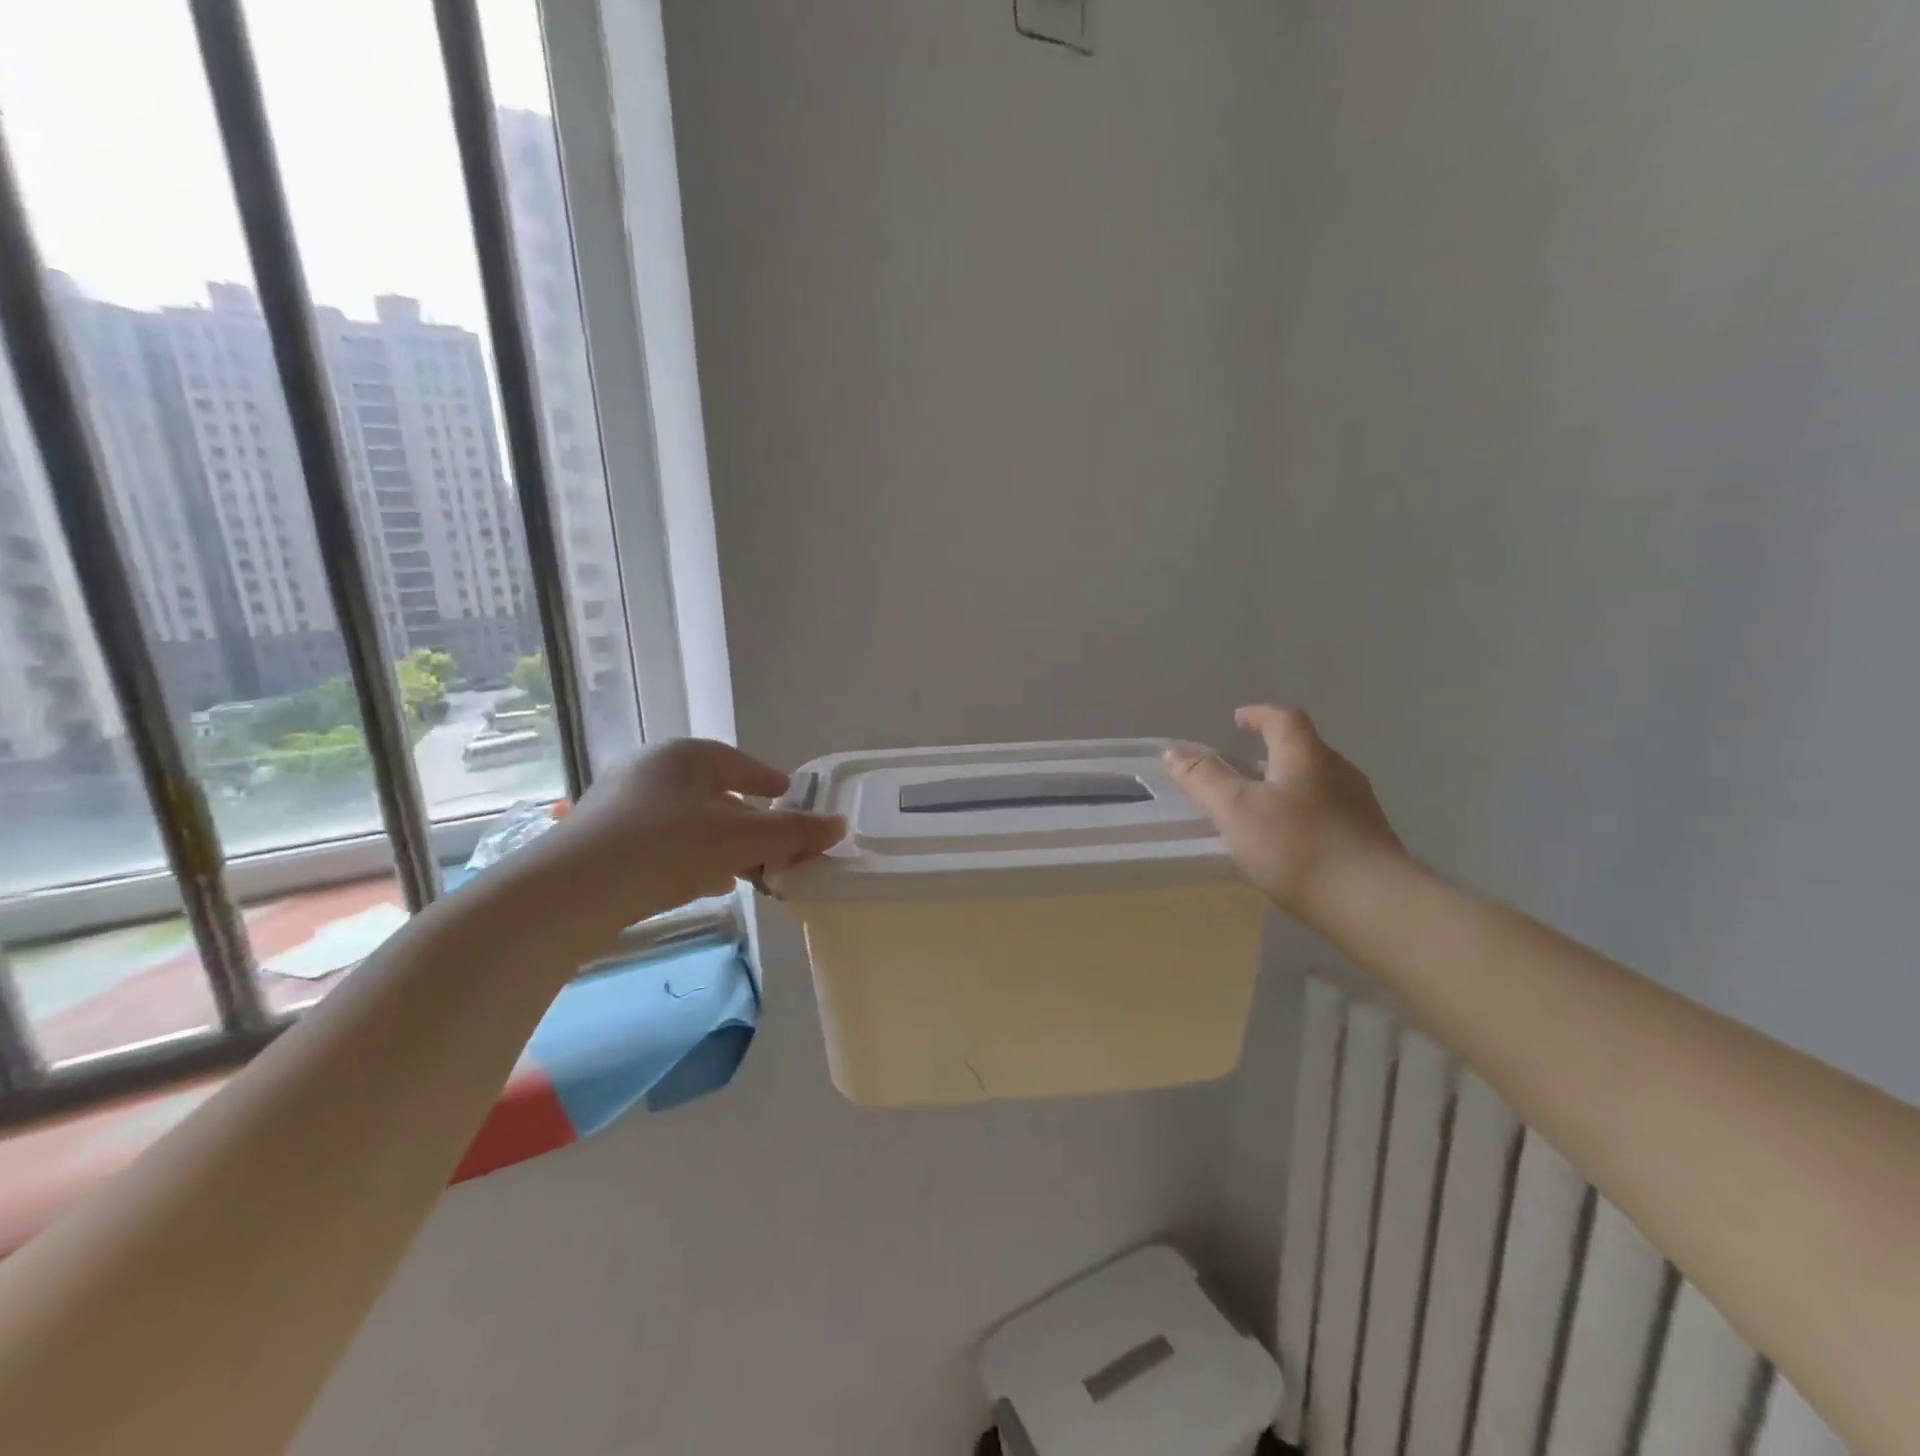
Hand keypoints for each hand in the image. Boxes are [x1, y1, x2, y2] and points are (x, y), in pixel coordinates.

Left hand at [529, 739, 845, 930]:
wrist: (571, 890)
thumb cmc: (669, 847)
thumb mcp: (742, 840)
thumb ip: (794, 832)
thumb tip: (840, 825)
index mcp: (689, 755)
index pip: (744, 764)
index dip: (772, 783)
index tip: (790, 798)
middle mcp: (653, 767)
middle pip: (716, 793)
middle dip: (749, 821)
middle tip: (772, 846)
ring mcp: (621, 799)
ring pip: (688, 818)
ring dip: (720, 842)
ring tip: (743, 870)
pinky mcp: (601, 834)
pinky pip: (661, 839)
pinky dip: (688, 855)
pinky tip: (701, 882)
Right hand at [1166, 706, 1404, 924]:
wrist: (1373, 904)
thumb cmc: (1297, 846)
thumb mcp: (1236, 809)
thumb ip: (1204, 779)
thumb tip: (1172, 752)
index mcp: (1306, 755)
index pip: (1282, 719)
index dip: (1259, 715)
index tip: (1238, 720)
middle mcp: (1338, 772)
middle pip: (1302, 751)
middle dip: (1270, 755)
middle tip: (1241, 770)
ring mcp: (1359, 807)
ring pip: (1315, 784)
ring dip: (1286, 787)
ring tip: (1259, 810)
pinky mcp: (1369, 840)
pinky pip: (1328, 814)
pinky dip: (1303, 816)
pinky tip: (1289, 844)